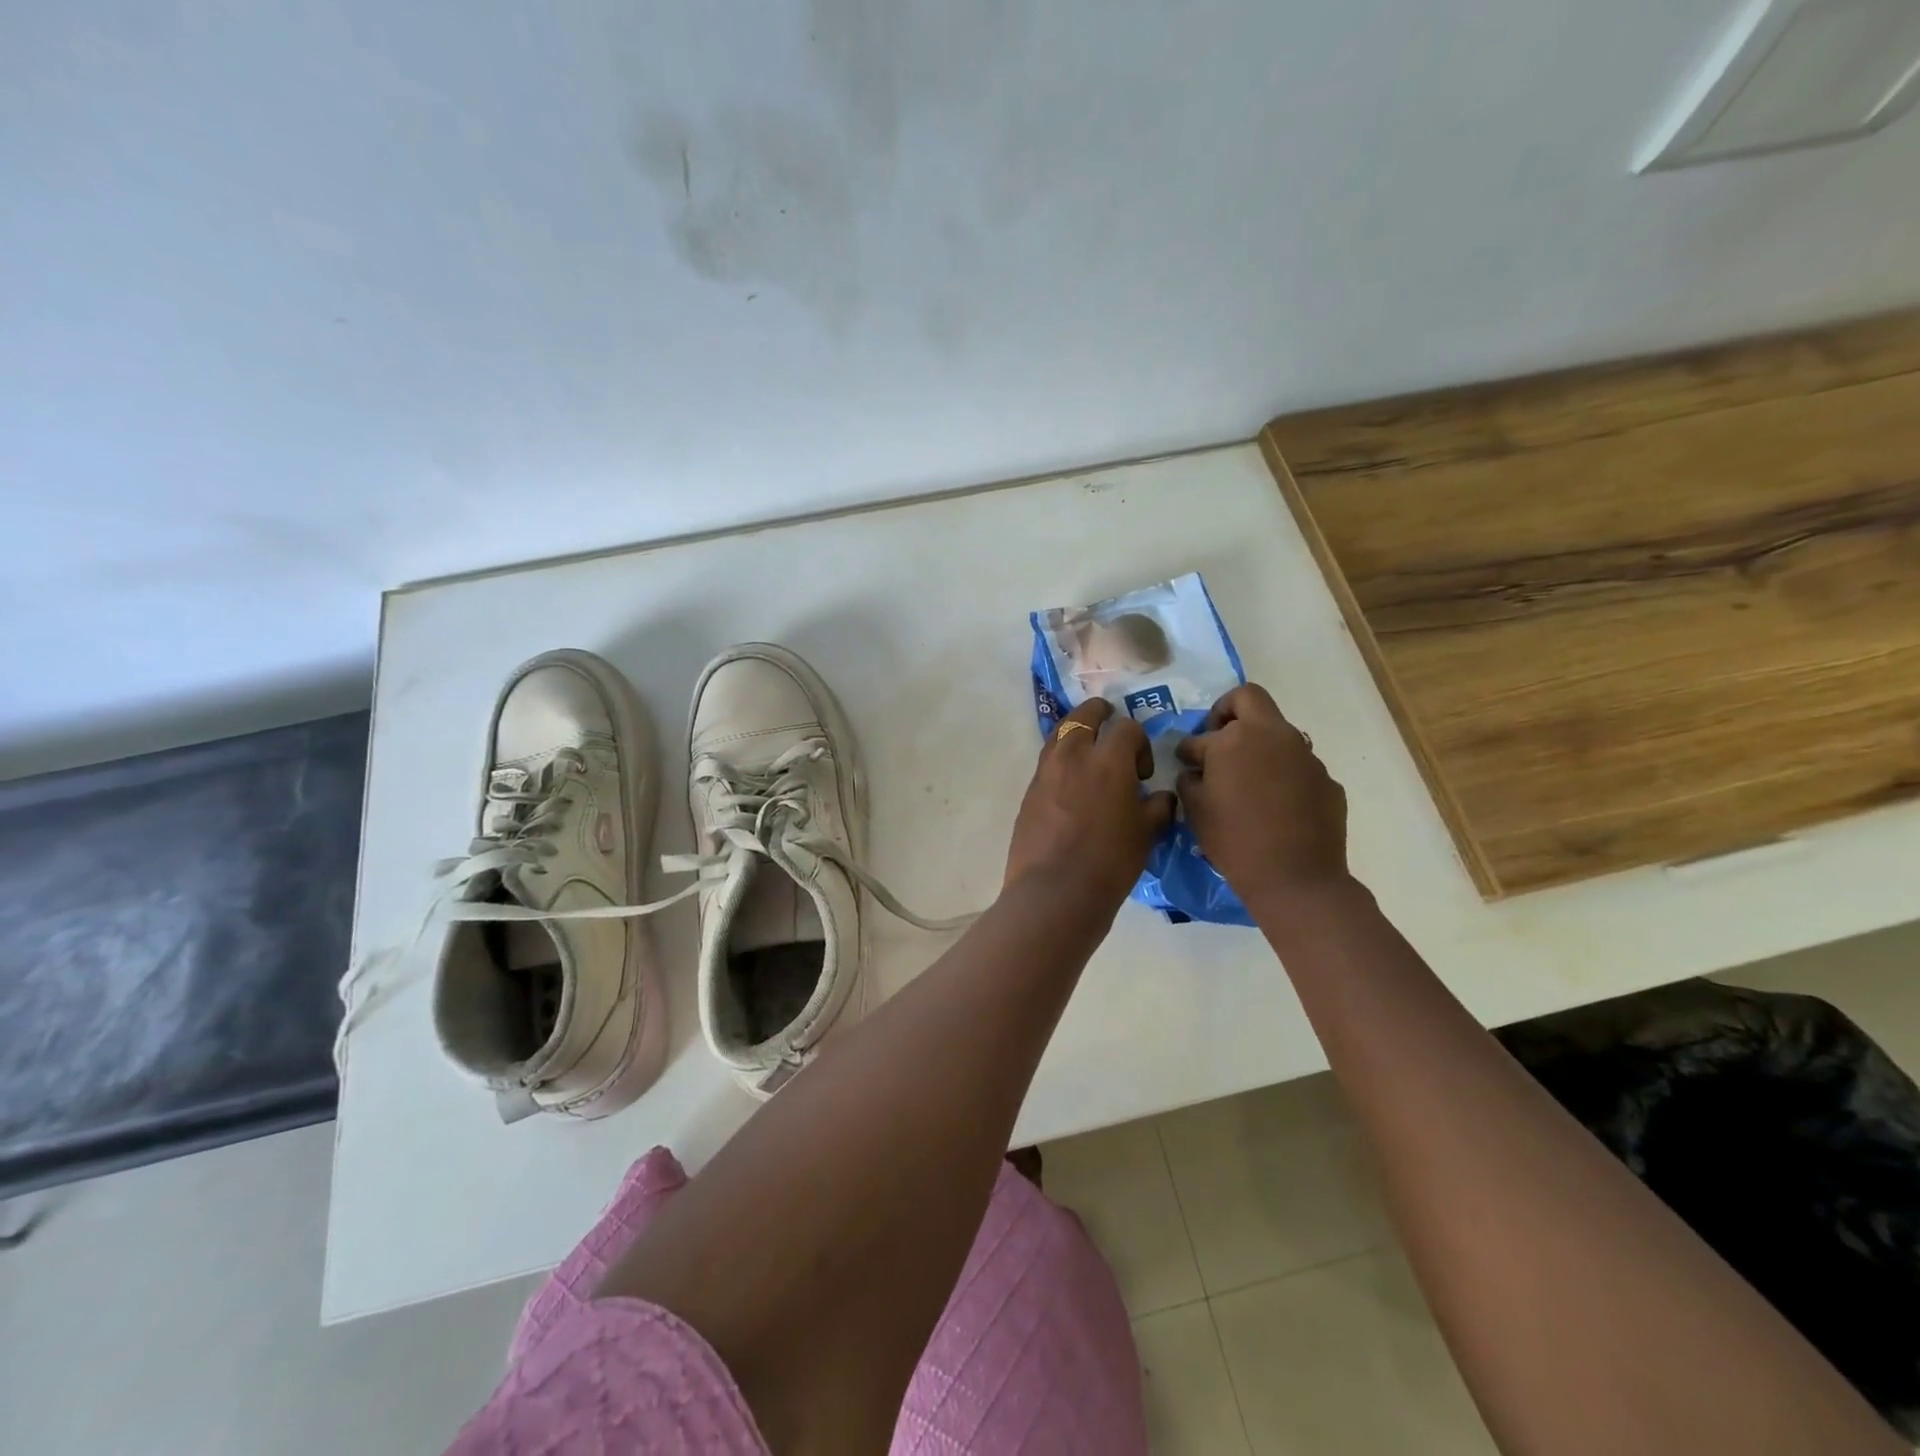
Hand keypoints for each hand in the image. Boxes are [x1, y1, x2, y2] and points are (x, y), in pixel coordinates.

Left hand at [1005, 699, 1176, 911]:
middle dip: (1102, 716)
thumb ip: (1157, 807)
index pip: (1127, 728)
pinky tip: (1072, 785)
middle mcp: (1074, 755)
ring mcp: (1046, 771)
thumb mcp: (1146, 834)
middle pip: (1085, 715)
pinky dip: (1062, 760)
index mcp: (1108, 759)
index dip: (1140, 744)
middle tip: (1113, 734)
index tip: (1143, 773)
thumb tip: (1159, 796)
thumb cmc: (1110, 863)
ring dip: (1078, 734)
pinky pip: (1048, 760)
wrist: (1055, 891)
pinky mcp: (1029, 790)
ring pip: (1061, 732)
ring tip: (1090, 754)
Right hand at [1176, 684, 1348, 904]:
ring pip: (1277, 734)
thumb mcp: (1195, 810)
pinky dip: (1282, 776)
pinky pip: (1296, 767)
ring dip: (1258, 747)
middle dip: (1227, 712)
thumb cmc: (1234, 841)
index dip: (1188, 750)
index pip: (1200, 736)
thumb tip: (1196, 771)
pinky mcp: (1326, 779)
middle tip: (1218, 741)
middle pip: (1248, 698)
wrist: (1296, 878)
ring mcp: (1305, 755)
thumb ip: (1189, 780)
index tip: (1186, 763)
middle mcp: (1273, 735)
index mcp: (1233, 739)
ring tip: (1248, 782)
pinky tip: (1276, 806)